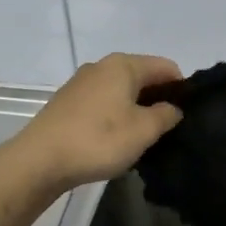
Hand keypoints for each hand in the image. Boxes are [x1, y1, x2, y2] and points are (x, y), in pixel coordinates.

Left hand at [11, 53, 183, 192]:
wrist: (39, 160)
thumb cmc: (99, 140)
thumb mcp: (144, 130)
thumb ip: (166, 115)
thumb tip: (172, 108)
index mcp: (124, 65)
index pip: (166, 67)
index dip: (181, 89)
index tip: (186, 115)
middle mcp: (102, 66)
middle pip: (143, 77)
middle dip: (158, 99)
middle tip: (166, 130)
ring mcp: (81, 83)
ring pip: (122, 91)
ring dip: (135, 109)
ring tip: (141, 137)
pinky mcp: (67, 102)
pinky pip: (103, 102)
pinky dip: (115, 115)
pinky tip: (114, 139)